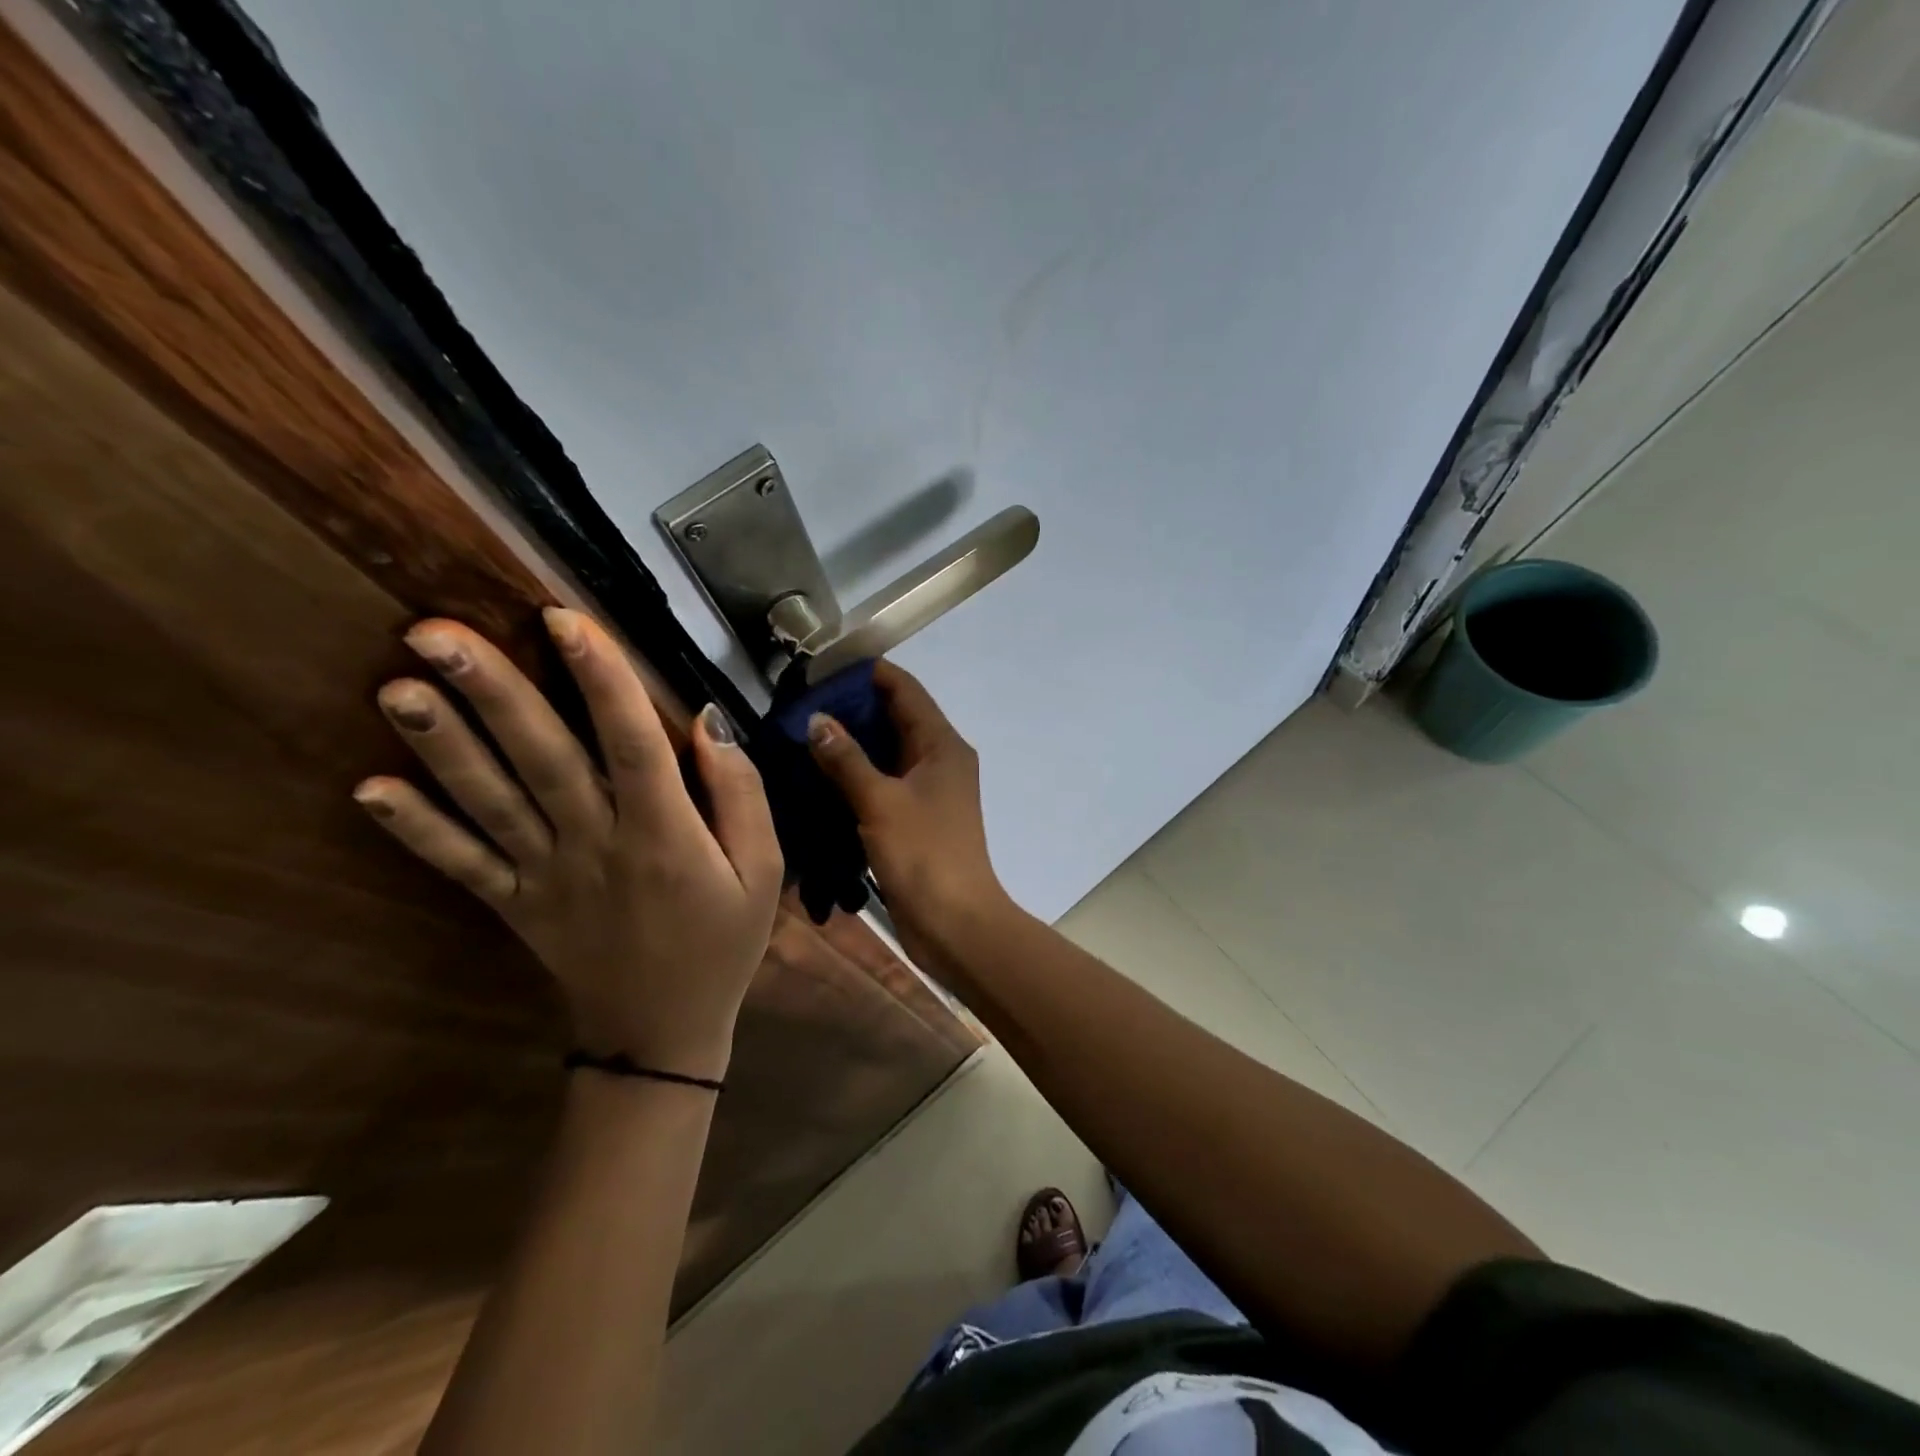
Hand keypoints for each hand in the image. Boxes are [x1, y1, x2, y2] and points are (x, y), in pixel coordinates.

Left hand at [352, 610, 782, 1080]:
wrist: (662, 1031)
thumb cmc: (723, 942)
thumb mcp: (763, 870)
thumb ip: (741, 794)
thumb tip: (707, 722)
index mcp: (664, 834)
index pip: (632, 743)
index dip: (602, 679)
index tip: (565, 618)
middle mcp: (597, 845)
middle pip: (543, 760)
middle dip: (493, 694)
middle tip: (435, 633)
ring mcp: (545, 876)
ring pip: (491, 803)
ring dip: (442, 747)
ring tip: (397, 687)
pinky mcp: (514, 905)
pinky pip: (462, 865)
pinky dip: (416, 829)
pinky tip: (369, 789)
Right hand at [805, 662, 1008, 947]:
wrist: (955, 923)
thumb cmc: (923, 855)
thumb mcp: (880, 801)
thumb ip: (846, 759)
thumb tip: (817, 719)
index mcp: (942, 744)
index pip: (904, 689)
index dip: (866, 673)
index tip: (821, 670)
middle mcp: (939, 759)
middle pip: (895, 717)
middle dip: (851, 709)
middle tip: (799, 707)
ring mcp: (929, 790)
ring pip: (887, 752)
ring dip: (851, 744)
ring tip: (801, 737)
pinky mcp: (916, 818)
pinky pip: (883, 783)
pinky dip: (856, 776)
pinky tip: (818, 778)